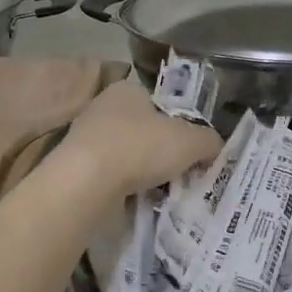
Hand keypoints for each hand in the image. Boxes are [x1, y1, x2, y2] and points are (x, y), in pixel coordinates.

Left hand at [57, 81, 221, 196]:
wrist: (87, 182)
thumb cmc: (141, 147)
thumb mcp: (192, 140)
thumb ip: (209, 140)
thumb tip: (215, 148)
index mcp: (128, 90)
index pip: (161, 104)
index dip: (180, 126)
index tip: (192, 151)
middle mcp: (104, 108)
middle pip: (145, 131)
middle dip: (163, 152)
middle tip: (183, 173)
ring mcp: (86, 139)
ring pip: (128, 156)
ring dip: (145, 172)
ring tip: (165, 192)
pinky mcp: (77, 169)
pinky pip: (112, 177)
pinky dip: (126, 188)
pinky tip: (140, 201)